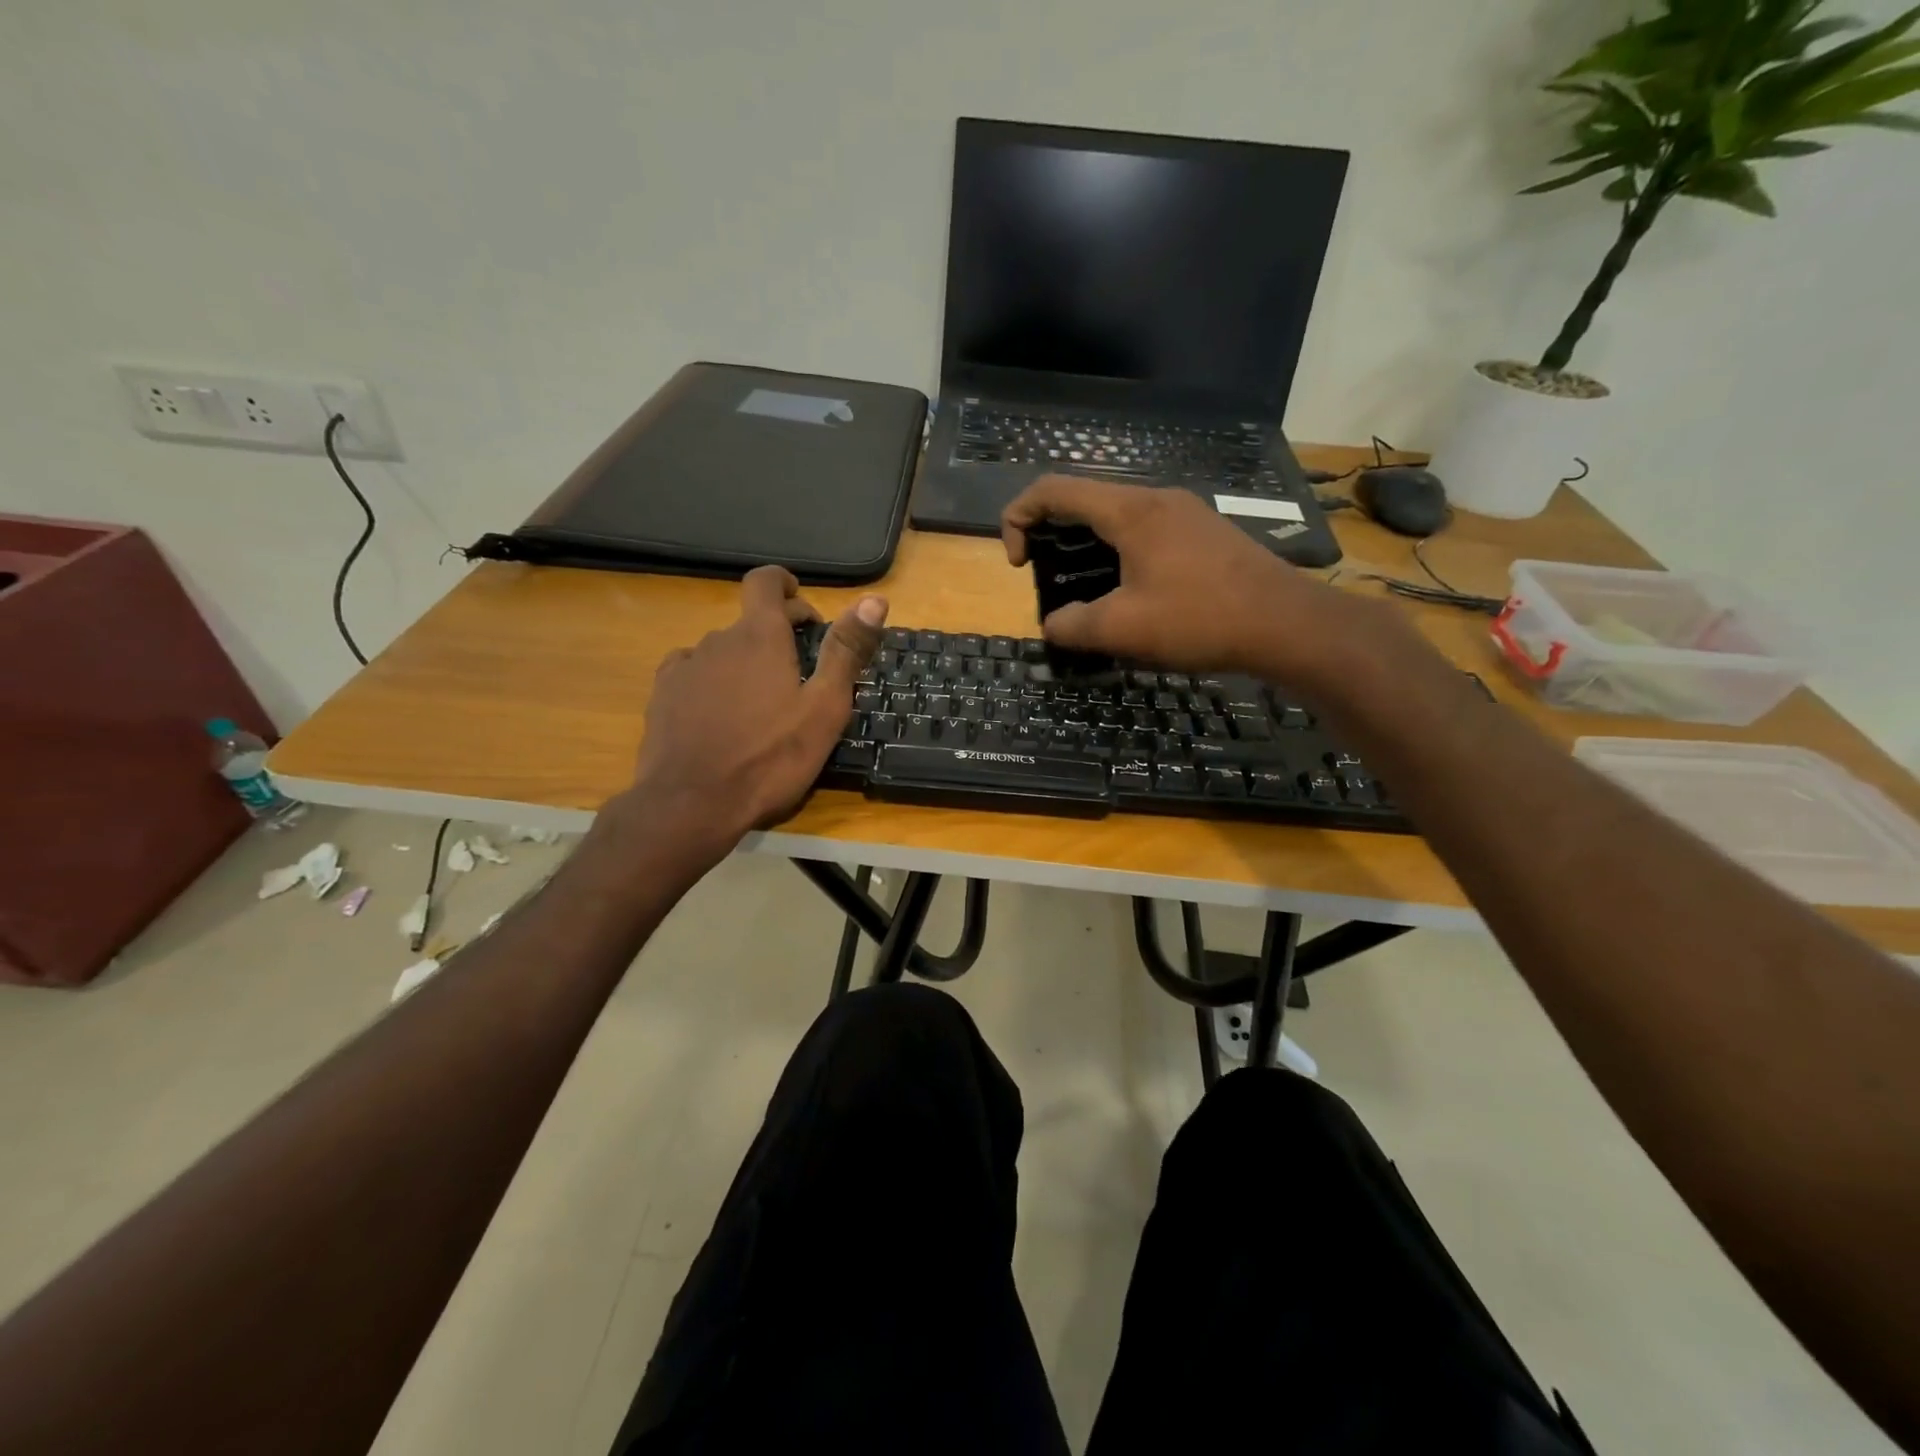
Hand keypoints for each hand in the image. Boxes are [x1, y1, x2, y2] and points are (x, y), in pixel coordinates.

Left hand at [624, 566, 886, 845]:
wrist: (691, 803)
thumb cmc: (770, 758)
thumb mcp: (824, 708)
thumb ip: (846, 651)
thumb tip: (875, 599)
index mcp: (760, 637)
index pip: (766, 582)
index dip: (785, 585)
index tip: (803, 608)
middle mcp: (719, 639)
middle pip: (750, 622)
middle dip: (776, 635)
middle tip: (800, 673)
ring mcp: (686, 666)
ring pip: (722, 650)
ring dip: (745, 663)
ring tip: (761, 703)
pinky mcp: (663, 695)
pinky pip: (693, 672)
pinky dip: (712, 681)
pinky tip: (720, 714)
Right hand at [1002, 475, 1372, 684]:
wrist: (1287, 624)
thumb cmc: (1199, 619)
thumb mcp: (1123, 629)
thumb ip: (1073, 626)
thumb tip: (1053, 625)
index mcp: (1130, 510)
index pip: (1053, 489)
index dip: (1018, 518)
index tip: (1017, 563)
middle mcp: (1155, 499)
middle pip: (1083, 500)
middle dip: (1050, 535)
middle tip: (1046, 579)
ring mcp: (1184, 513)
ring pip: (1115, 517)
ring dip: (1085, 547)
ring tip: (1084, 592)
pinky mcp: (1202, 534)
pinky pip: (1144, 532)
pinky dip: (1118, 554)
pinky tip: (1129, 594)